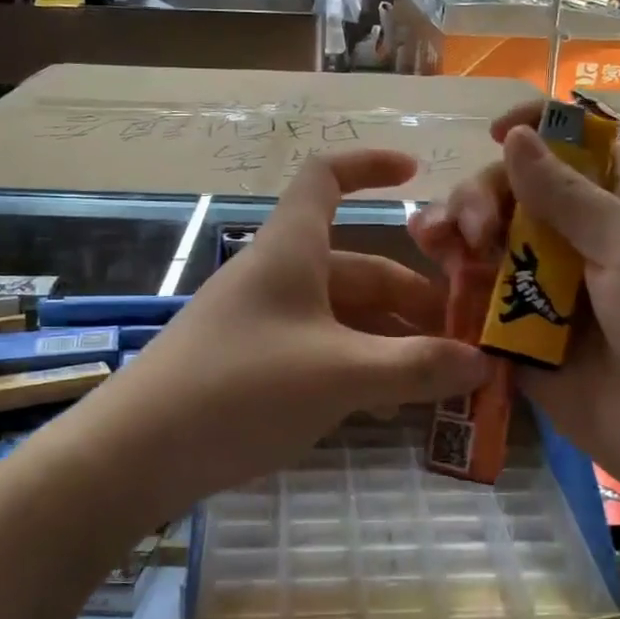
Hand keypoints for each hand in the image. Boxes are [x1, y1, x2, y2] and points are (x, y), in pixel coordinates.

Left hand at [107, 148, 490, 511]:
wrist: (137, 452)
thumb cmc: (243, 389)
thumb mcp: (341, 377)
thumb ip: (416, 368)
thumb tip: (482, 363)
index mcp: (291, 250)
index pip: (328, 177)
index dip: (370, 165)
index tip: (417, 174)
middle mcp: (277, 275)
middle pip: (355, 266)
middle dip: (411, 297)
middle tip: (463, 338)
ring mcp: (261, 320)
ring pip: (340, 315)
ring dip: (389, 339)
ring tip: (436, 380)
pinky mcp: (250, 363)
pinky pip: (318, 349)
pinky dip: (356, 366)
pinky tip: (383, 405)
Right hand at [416, 111, 619, 508]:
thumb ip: (568, 197)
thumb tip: (515, 137)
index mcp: (616, 208)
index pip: (572, 146)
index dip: (535, 128)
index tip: (495, 133)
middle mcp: (575, 242)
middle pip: (512, 193)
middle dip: (481, 195)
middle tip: (476, 230)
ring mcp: (543, 291)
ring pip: (486, 243)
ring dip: (456, 232)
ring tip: (435, 241)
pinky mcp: (518, 338)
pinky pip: (478, 302)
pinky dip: (452, 284)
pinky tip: (433, 273)